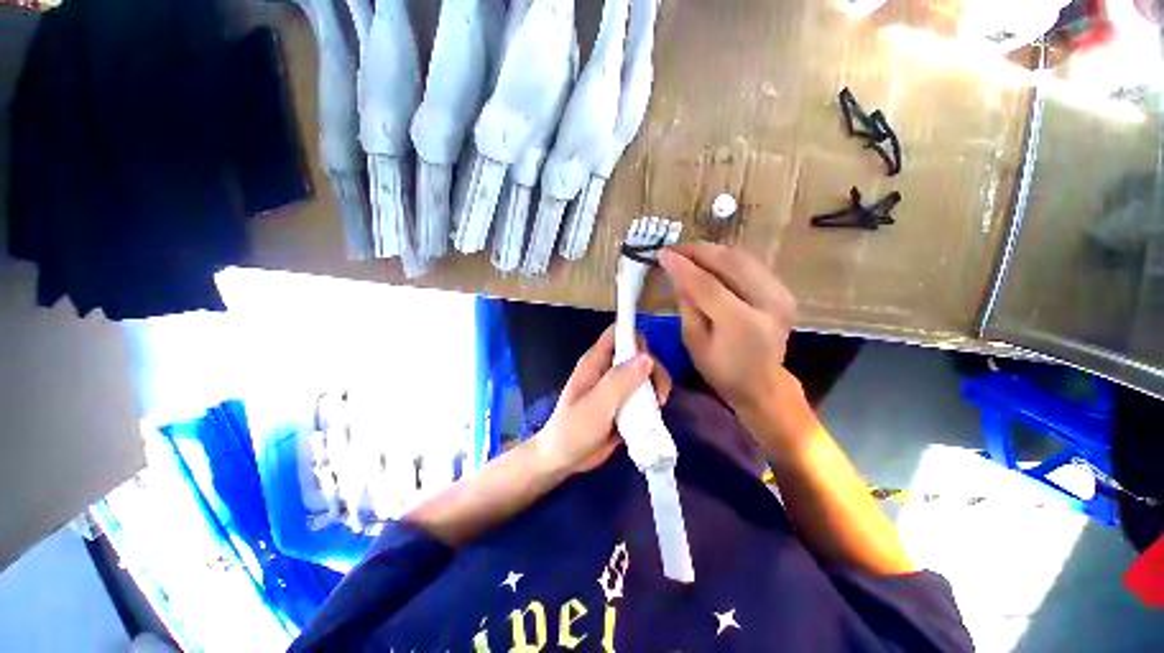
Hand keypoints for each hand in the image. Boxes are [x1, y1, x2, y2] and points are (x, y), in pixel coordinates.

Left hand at [535, 326, 672, 474]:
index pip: (618, 333)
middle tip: (659, 395)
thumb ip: (619, 382)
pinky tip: (655, 416)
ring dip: (656, 386)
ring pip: (644, 374)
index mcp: (595, 362)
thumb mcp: (596, 406)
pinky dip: (652, 401)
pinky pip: (644, 394)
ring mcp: (616, 386)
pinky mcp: (624, 403)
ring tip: (659, 406)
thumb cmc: (573, 429)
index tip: (649, 361)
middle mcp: (607, 369)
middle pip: (638, 353)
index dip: (635, 338)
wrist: (564, 459)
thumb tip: (647, 358)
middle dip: (653, 369)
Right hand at [659, 243, 798, 419]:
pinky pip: (750, 264)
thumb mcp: (694, 341)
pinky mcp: (783, 290)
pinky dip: (726, 259)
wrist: (763, 384)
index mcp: (743, 324)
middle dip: (698, 251)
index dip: (683, 266)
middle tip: (672, 249)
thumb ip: (687, 305)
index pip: (708, 285)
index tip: (662, 253)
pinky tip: (708, 261)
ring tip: (687, 253)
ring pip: (742, 257)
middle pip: (730, 262)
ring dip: (711, 252)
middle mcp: (768, 303)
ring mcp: (781, 294)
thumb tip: (676, 273)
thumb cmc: (722, 371)